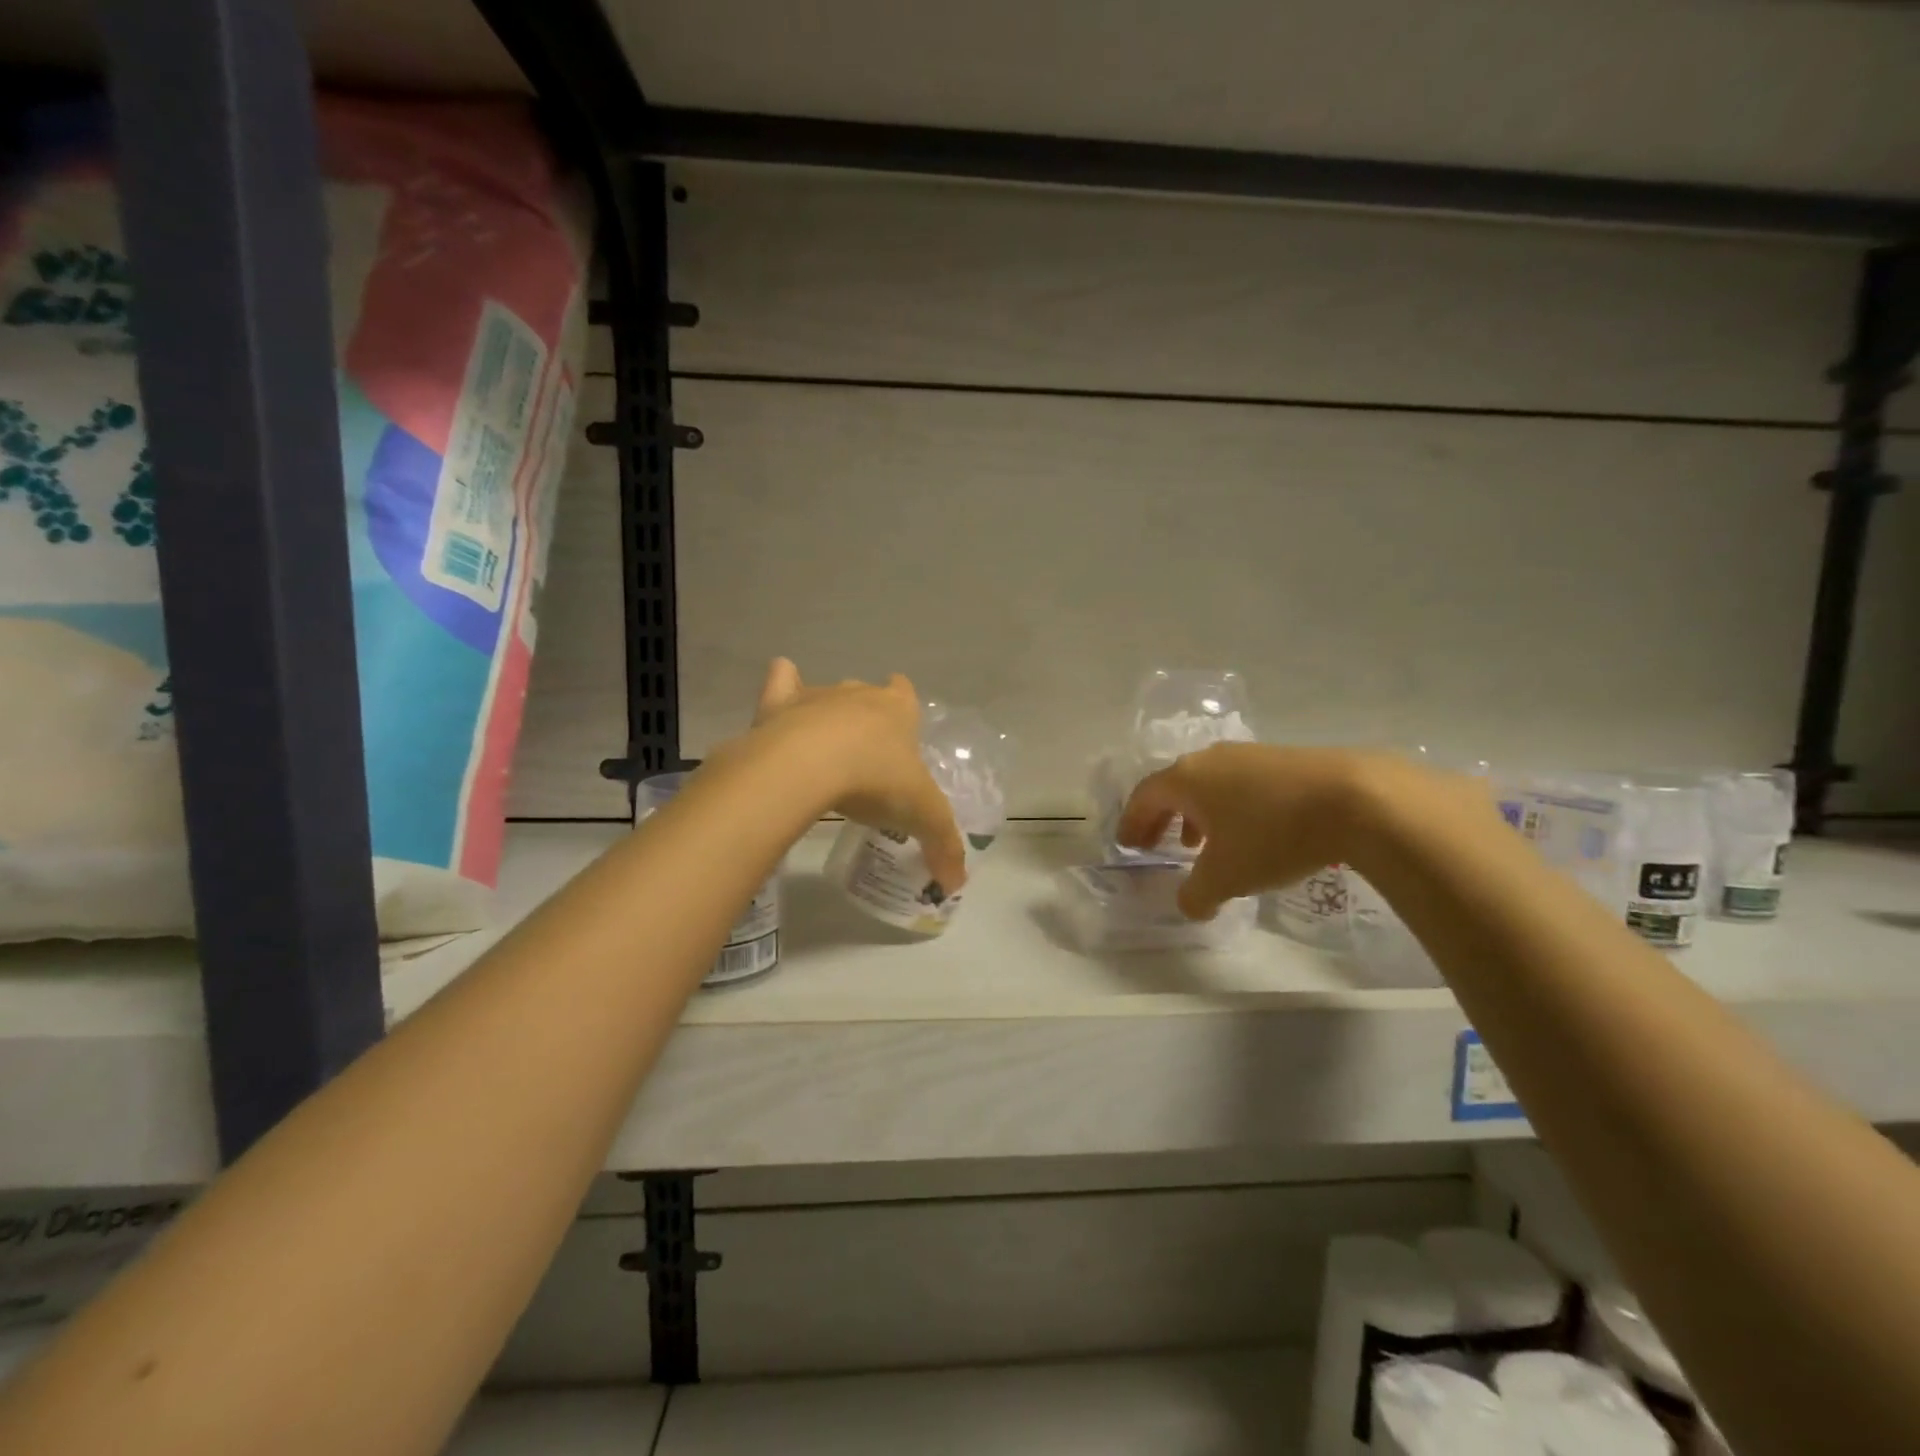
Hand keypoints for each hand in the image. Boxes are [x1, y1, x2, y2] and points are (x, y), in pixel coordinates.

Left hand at [750, 658, 968, 893]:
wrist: (808, 766)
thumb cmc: (876, 780)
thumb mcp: (922, 816)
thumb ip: (943, 845)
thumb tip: (956, 884)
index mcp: (897, 709)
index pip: (905, 694)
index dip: (904, 710)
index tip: (901, 733)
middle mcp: (858, 694)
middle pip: (866, 695)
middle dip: (866, 718)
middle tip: (864, 759)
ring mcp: (816, 696)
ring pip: (825, 694)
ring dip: (825, 714)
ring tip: (822, 751)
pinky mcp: (776, 703)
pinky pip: (781, 680)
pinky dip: (782, 689)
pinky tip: (779, 712)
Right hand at [1117, 743, 1378, 918]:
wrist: (1354, 798)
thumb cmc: (1272, 834)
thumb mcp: (1227, 877)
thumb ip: (1197, 894)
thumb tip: (1189, 905)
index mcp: (1185, 779)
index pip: (1144, 797)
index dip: (1132, 823)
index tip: (1127, 845)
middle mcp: (1209, 759)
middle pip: (1172, 786)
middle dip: (1161, 818)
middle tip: (1155, 843)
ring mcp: (1247, 755)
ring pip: (1208, 784)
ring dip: (1196, 813)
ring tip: (1201, 843)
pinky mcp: (1282, 759)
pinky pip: (1239, 783)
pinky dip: (1229, 806)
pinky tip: (1249, 830)